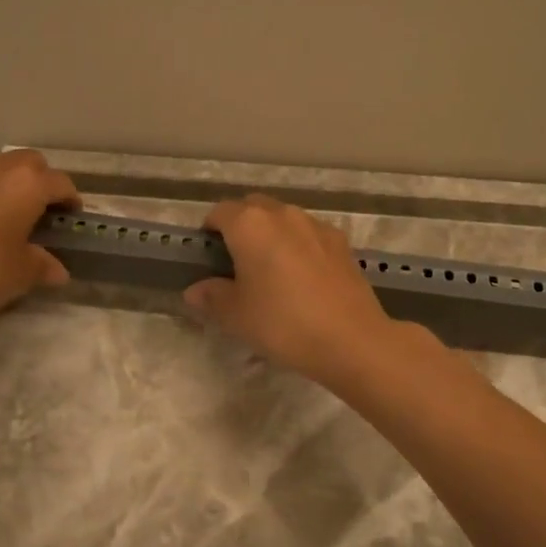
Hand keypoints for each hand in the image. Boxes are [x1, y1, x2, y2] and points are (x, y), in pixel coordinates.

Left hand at [0, 150, 78, 333]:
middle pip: (29, 163)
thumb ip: (42, 266)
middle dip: (41, 182)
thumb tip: (57, 269)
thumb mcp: (18, 276)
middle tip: (40, 213)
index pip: (60, 183)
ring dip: (7, 186)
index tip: (71, 219)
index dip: (71, 200)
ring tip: (5, 218)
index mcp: (25, 185)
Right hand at [185, 195, 396, 387]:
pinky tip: (302, 277)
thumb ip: (212, 297)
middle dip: (240, 225)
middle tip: (235, 261)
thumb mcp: (236, 316)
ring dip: (271, 233)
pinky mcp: (341, 242)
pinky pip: (309, 234)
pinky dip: (299, 245)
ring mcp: (316, 225)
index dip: (209, 230)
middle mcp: (283, 214)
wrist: (350, 339)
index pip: (219, 212)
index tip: (208, 255)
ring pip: (284, 218)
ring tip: (270, 269)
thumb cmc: (282, 323)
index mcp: (249, 225)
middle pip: (253, 207)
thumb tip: (195, 291)